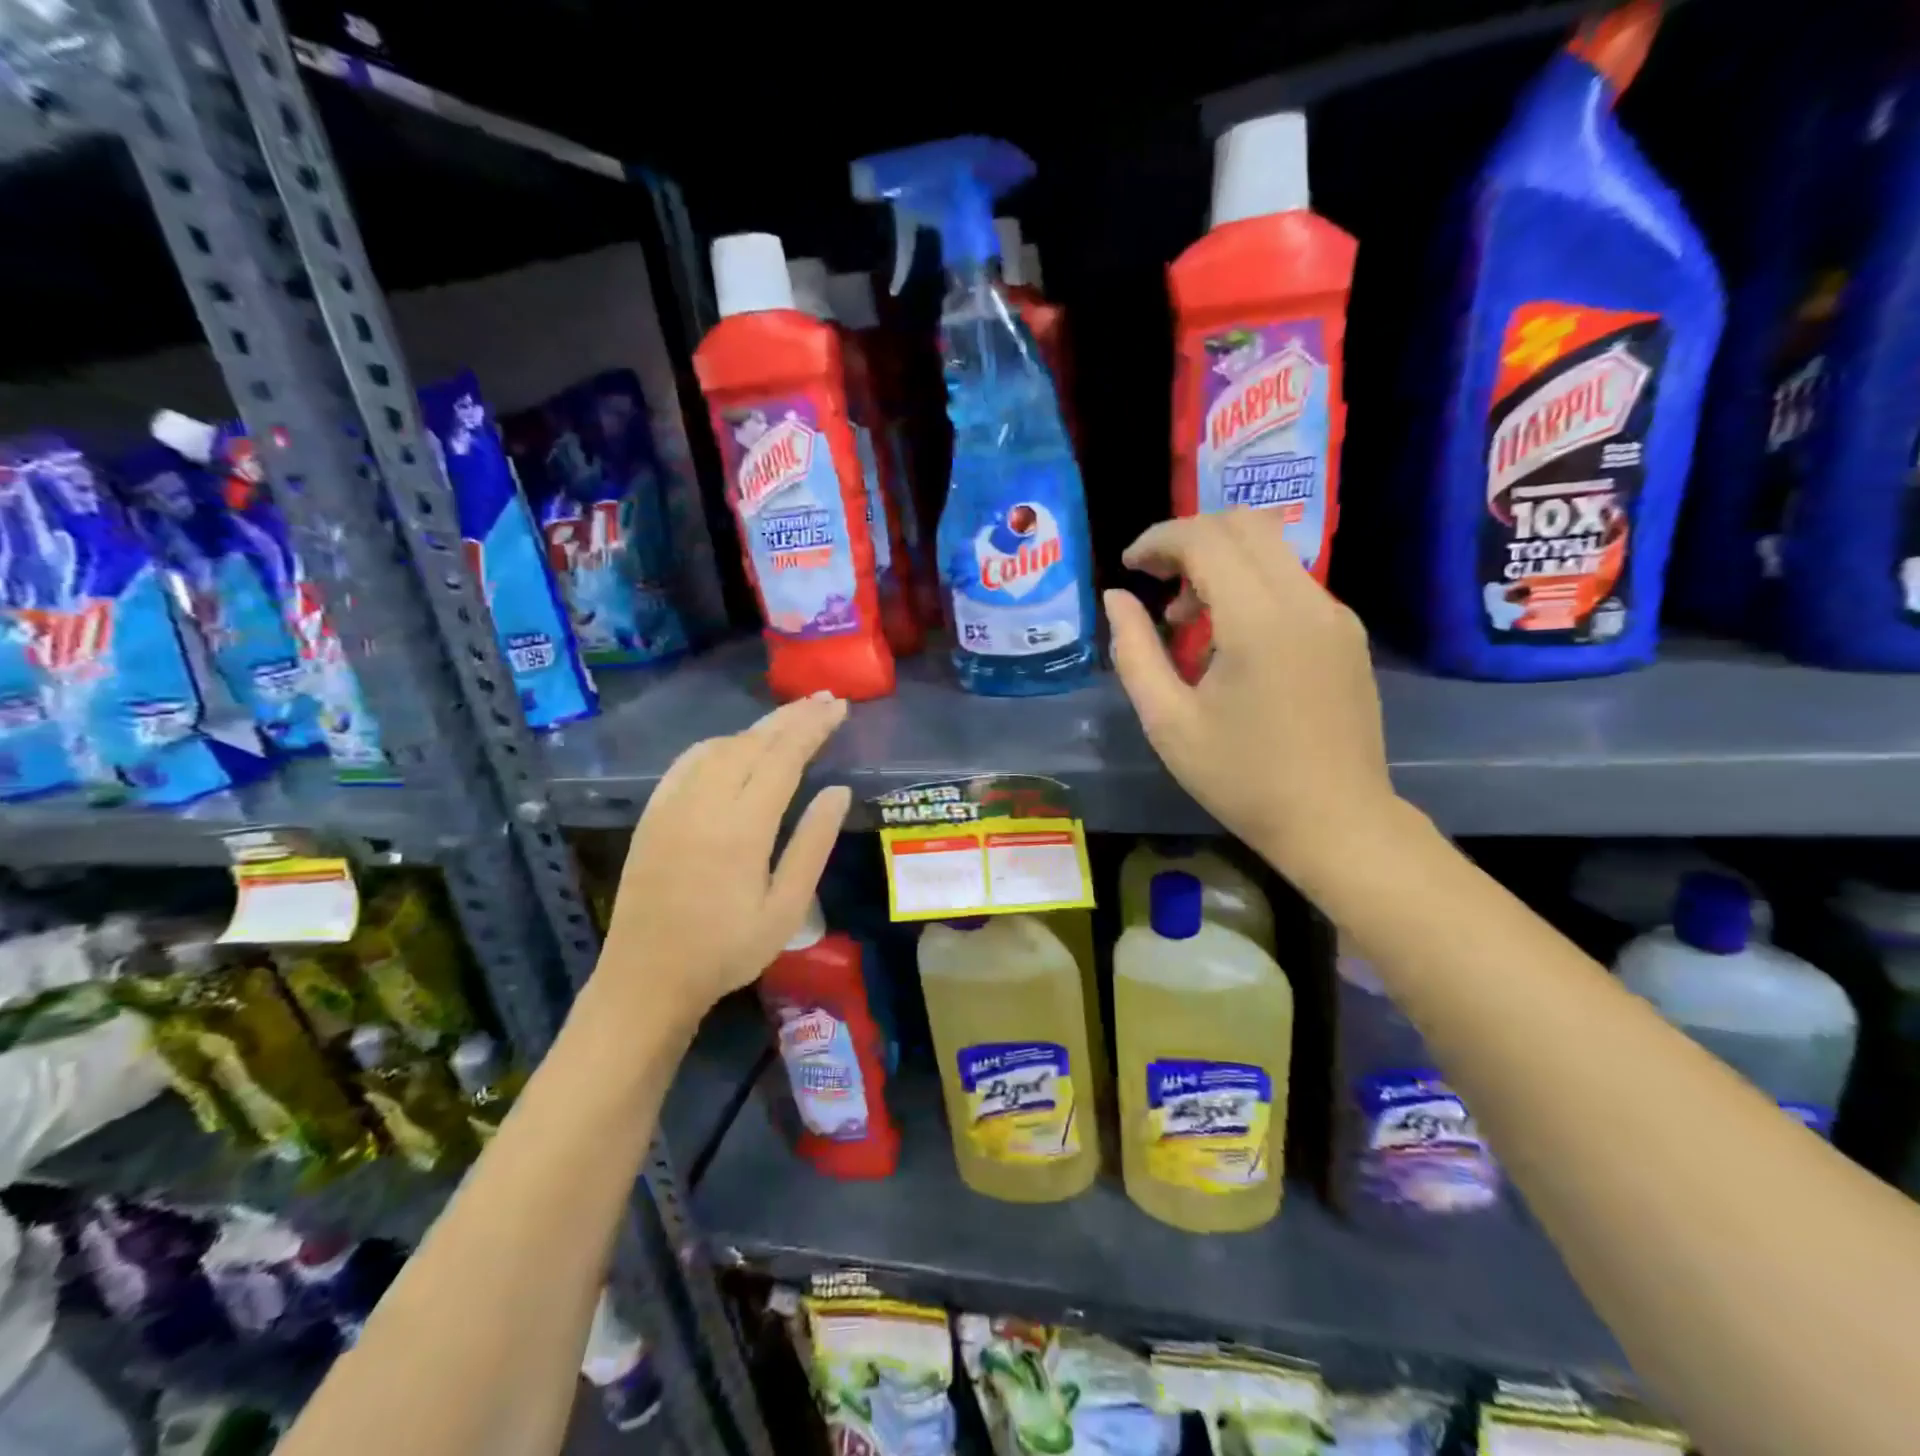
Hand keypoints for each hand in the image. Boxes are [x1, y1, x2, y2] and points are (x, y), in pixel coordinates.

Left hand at [596, 693, 851, 1025]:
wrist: (646, 978)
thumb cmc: (726, 950)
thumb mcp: (785, 908)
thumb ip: (813, 845)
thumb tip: (838, 791)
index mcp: (742, 827)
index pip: (784, 757)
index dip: (813, 727)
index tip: (840, 707)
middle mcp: (704, 803)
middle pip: (752, 741)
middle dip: (792, 717)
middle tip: (825, 699)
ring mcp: (672, 805)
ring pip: (720, 746)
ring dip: (759, 728)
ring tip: (791, 721)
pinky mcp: (654, 814)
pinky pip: (689, 762)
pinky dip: (721, 743)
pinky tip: (735, 745)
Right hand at [1104, 510, 1400, 880]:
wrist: (1336, 822)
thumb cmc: (1242, 779)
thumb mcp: (1168, 722)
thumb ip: (1134, 651)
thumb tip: (1116, 598)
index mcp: (1259, 621)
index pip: (1207, 539)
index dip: (1158, 540)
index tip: (1128, 567)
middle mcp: (1306, 602)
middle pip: (1244, 524)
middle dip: (1189, 539)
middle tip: (1153, 580)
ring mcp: (1334, 615)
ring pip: (1271, 550)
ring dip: (1220, 563)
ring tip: (1185, 622)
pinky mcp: (1346, 634)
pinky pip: (1291, 582)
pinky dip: (1249, 586)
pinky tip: (1228, 640)